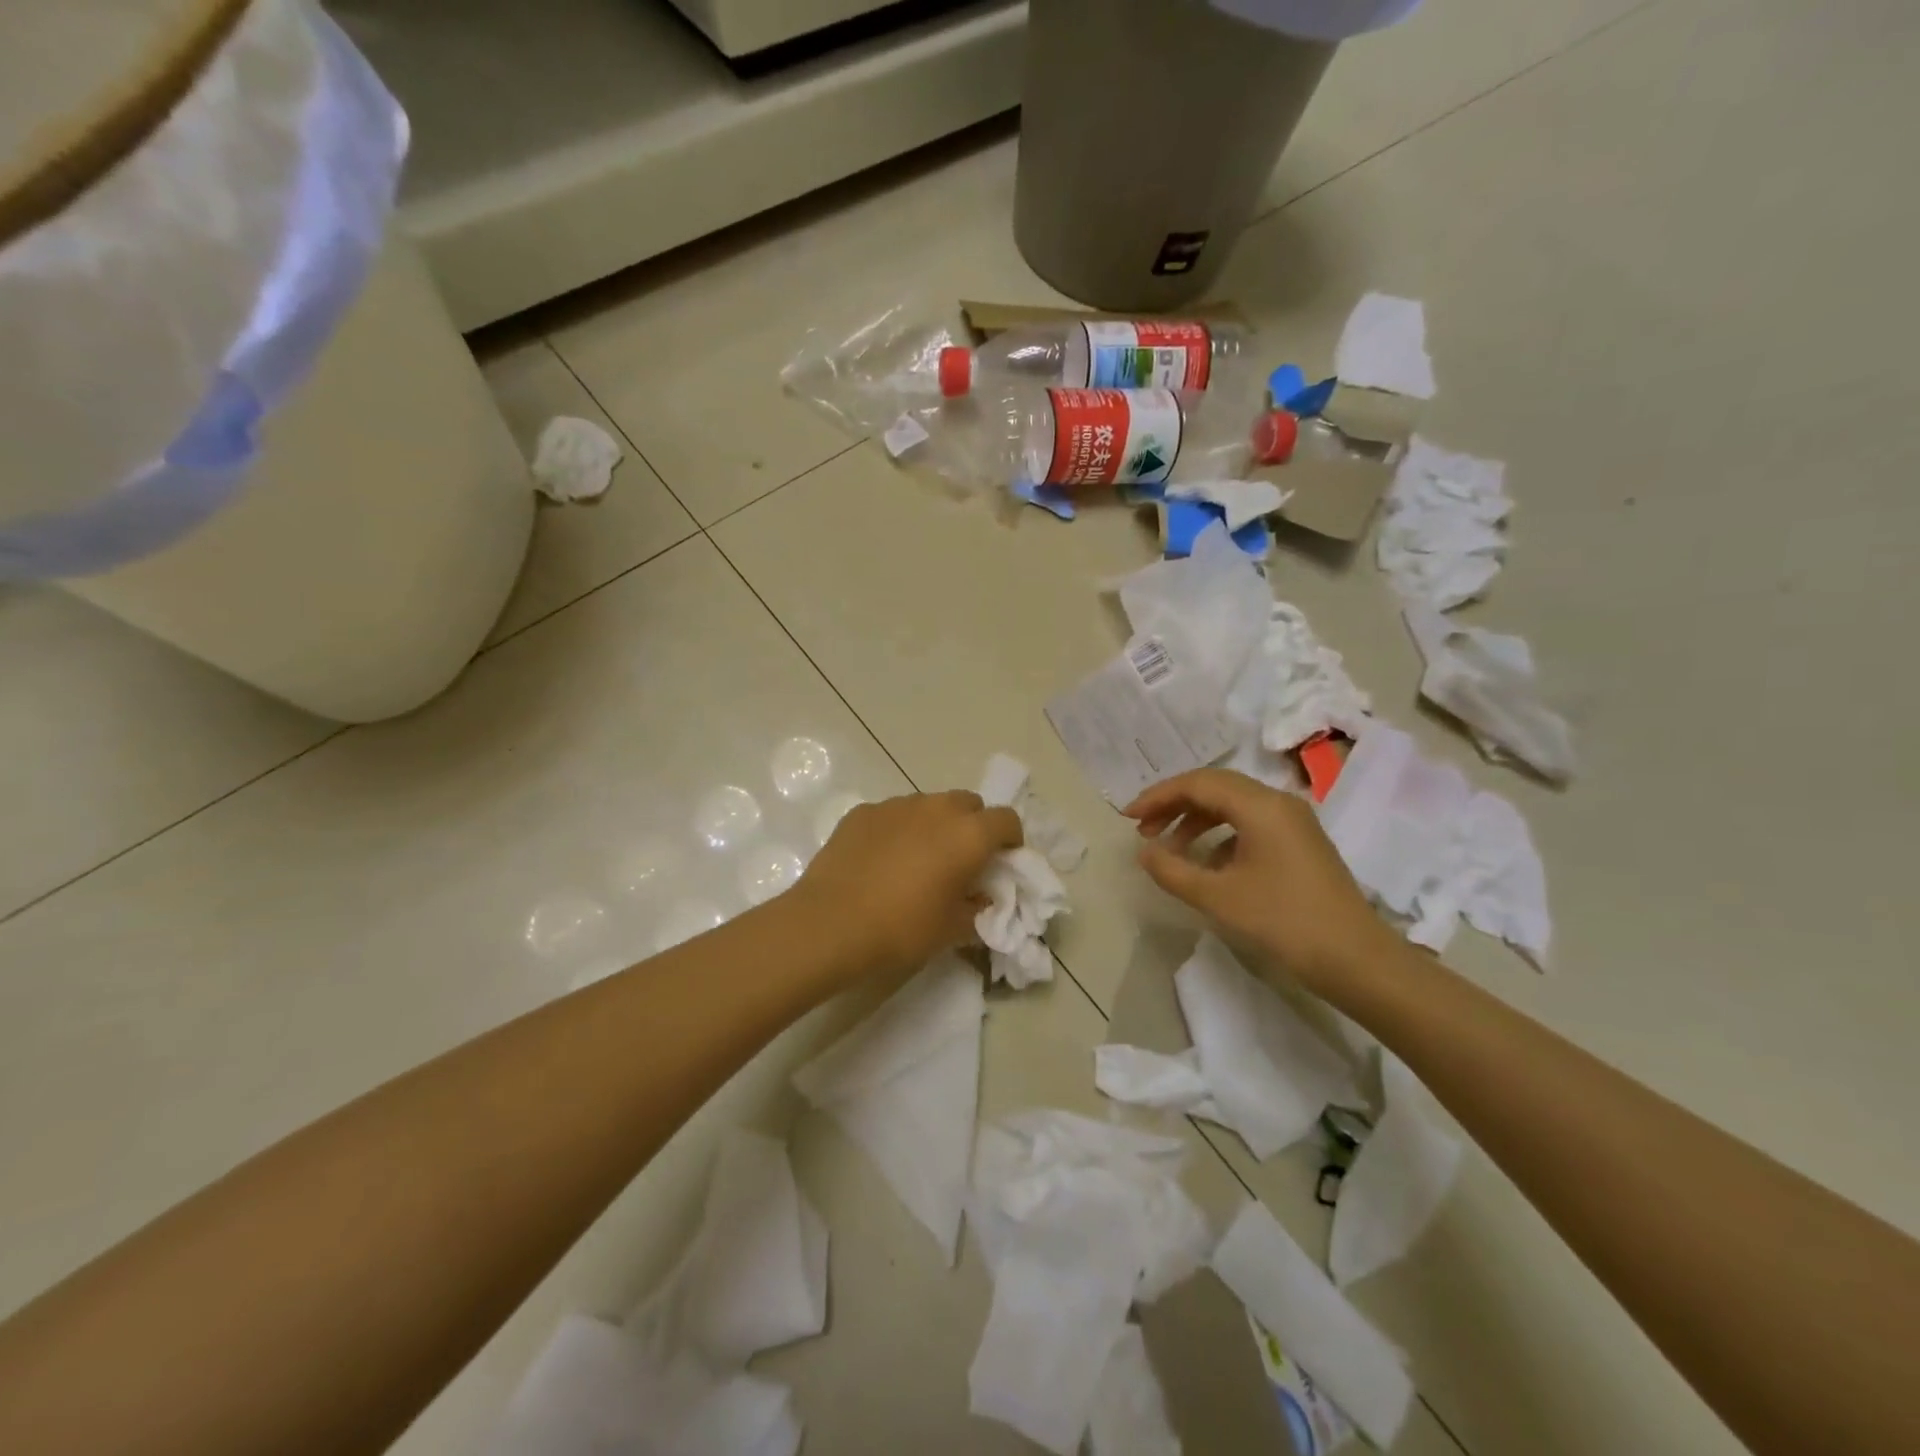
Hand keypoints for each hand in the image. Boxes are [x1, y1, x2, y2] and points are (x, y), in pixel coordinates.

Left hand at [796, 790, 1023, 978]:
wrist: (830, 923)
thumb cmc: (902, 928)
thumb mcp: (952, 930)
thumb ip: (977, 908)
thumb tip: (980, 898)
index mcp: (968, 834)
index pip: (1007, 820)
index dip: (1010, 840)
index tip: (1001, 863)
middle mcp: (937, 808)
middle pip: (968, 804)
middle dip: (972, 826)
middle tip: (960, 861)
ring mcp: (897, 805)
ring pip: (929, 805)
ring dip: (934, 825)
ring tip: (917, 860)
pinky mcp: (863, 811)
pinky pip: (894, 814)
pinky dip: (898, 830)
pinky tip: (881, 860)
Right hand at [1124, 769, 1395, 995]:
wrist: (1356, 960)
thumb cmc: (1284, 922)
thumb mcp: (1218, 897)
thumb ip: (1173, 871)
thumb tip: (1144, 852)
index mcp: (1260, 806)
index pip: (1198, 783)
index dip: (1158, 797)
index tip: (1129, 818)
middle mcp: (1278, 803)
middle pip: (1215, 788)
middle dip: (1174, 805)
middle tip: (1143, 830)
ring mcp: (1293, 822)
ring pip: (1233, 805)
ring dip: (1196, 820)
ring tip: (1168, 848)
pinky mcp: (1300, 843)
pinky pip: (1250, 824)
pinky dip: (1219, 835)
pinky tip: (1205, 864)